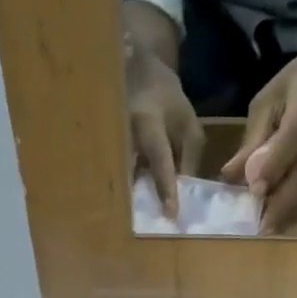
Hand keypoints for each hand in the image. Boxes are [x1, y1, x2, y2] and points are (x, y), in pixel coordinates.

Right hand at [125, 45, 203, 218]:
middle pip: (133, 177)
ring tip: (143, 220)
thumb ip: (189, 157)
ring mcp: (111, 143)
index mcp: (147, 124)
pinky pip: (118, 175)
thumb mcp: (188, 124)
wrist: (133, 72)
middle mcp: (123, 136)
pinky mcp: (107, 150)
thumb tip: (184, 189)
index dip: (166, 189)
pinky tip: (134, 206)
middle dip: (144, 201)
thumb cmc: (166, 100)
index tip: (171, 214)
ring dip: (133, 199)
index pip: (160, 162)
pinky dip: (128, 190)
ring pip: (122, 178)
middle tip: (156, 225)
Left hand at [222, 39, 296, 232]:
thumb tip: (230, 175)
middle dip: (285, 198)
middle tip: (264, 226)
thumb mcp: (268, 99)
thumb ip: (252, 138)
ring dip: (289, 201)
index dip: (275, 163)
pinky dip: (296, 191)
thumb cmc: (295, 83)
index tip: (256, 190)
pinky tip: (280, 205)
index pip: (294, 133)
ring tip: (269, 223)